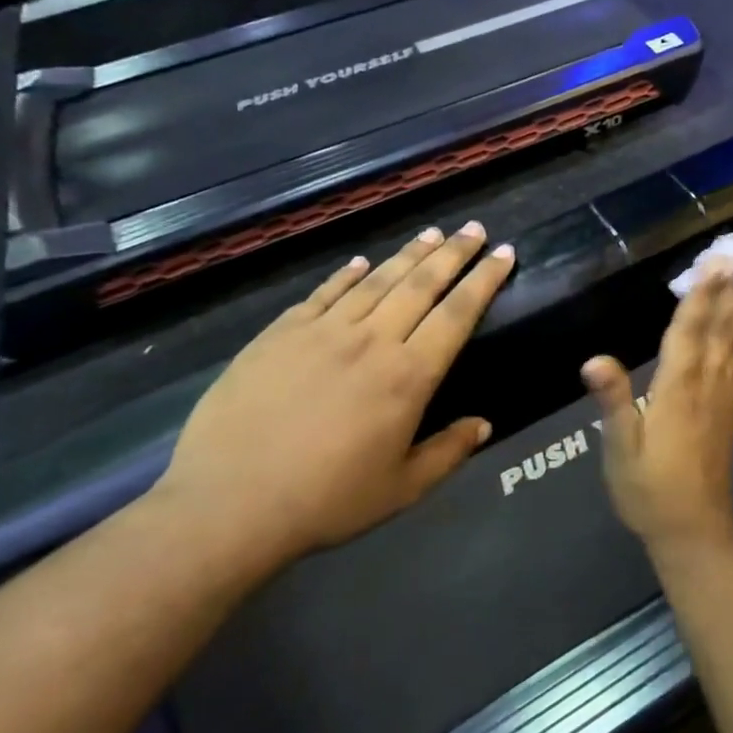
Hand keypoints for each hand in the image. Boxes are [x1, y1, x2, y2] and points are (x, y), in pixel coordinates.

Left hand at [153, 222, 514, 568]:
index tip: (504, 253)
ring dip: (409, 254)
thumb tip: (484, 424)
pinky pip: (323, 294)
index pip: (457, 314)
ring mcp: (322, 332)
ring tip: (432, 233)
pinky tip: (362, 262)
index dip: (484, 280)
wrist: (227, 504)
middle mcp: (372, 341)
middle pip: (421, 285)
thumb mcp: (401, 489)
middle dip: (454, 253)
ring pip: (376, 281)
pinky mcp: (280, 334)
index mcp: (408, 377)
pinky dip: (347, 274)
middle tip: (474, 228)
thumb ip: (448, 452)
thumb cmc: (326, 501)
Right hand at [582, 246, 732, 555]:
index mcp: (677, 388)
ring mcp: (724, 395)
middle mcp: (706, 383)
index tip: (718, 260)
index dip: (703, 293)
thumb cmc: (648, 490)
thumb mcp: (620, 450)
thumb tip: (594, 359)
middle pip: (723, 326)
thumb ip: (613, 402)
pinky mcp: (731, 408)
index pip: (690, 330)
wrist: (693, 529)